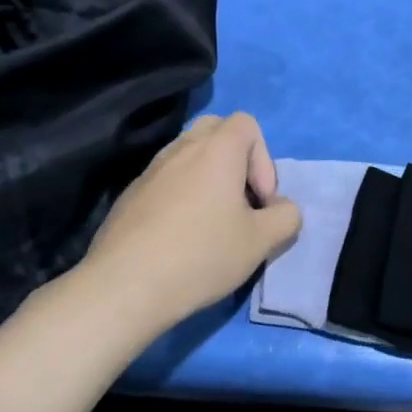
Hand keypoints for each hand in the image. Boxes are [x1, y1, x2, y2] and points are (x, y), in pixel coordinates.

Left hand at [71, 112, 300, 338]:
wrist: (124, 286)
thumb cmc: (202, 255)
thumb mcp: (262, 241)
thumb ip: (286, 217)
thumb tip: (282, 208)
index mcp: (216, 151)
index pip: (247, 124)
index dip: (264, 159)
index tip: (260, 200)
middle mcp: (180, 150)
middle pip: (214, 130)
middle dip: (236, 159)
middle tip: (240, 200)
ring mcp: (150, 171)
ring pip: (187, 156)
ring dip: (208, 179)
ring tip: (213, 223)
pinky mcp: (129, 197)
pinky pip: (165, 181)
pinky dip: (181, 196)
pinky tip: (181, 238)